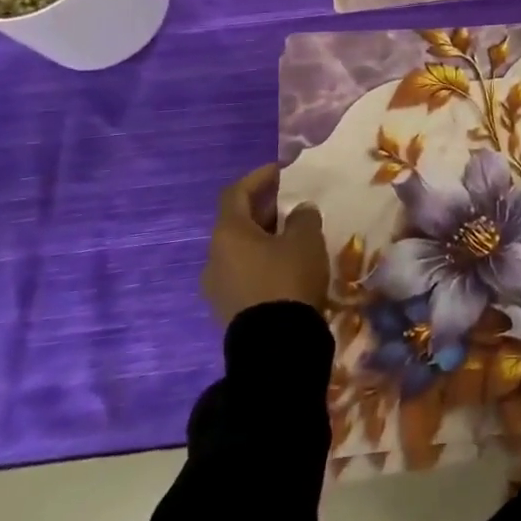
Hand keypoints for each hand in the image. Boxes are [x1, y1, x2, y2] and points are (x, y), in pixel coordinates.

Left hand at [201, 165, 328, 324]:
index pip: (236, 193)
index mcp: (228, 234)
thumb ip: (303, 217)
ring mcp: (217, 288)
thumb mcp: (305, 239)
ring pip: (241, 251)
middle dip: (266, 210)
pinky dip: (264, 262)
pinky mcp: (228, 311)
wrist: (275, 348)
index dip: (258, 178)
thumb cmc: (287, 280)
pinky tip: (289, 267)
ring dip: (265, 239)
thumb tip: (299, 211)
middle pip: (237, 223)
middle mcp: (214, 258)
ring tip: (296, 237)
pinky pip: (245, 274)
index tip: (282, 172)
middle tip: (294, 205)